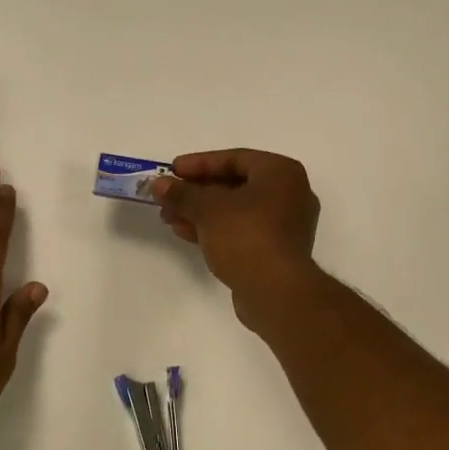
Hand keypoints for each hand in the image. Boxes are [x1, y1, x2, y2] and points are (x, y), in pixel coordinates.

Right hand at [150, 149, 320, 327]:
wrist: (276, 291)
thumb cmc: (246, 235)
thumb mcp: (207, 209)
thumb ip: (182, 193)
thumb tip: (158, 184)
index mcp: (281, 172)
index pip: (234, 158)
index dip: (199, 163)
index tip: (172, 170)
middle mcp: (290, 194)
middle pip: (234, 185)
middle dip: (196, 192)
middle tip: (167, 196)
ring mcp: (285, 225)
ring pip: (235, 211)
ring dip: (201, 212)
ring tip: (169, 217)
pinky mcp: (276, 251)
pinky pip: (241, 230)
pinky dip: (215, 229)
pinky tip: (185, 233)